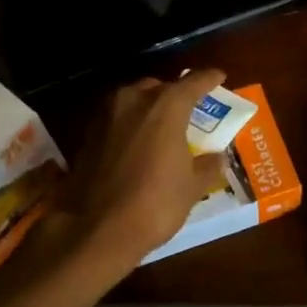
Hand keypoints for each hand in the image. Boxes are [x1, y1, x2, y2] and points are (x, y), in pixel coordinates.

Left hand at [52, 69, 229, 272]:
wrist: (96, 229)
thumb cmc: (155, 204)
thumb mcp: (192, 187)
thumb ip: (207, 166)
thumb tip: (217, 157)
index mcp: (166, 106)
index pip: (193, 83)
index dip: (208, 79)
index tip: (219, 76)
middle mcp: (133, 100)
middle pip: (159, 87)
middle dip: (175, 95)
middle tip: (189, 110)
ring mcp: (105, 116)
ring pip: (133, 100)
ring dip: (149, 108)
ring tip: (162, 126)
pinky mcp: (87, 135)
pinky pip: (116, 119)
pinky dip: (129, 125)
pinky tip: (137, 143)